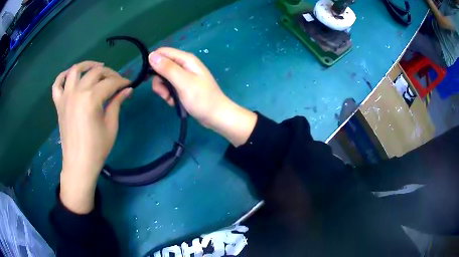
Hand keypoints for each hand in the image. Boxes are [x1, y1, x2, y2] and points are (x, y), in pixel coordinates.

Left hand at [52, 61, 131, 212]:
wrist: (78, 164)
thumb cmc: (97, 149)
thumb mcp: (111, 126)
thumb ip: (117, 104)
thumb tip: (127, 90)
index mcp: (91, 99)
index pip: (110, 83)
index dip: (122, 82)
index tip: (129, 84)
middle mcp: (77, 92)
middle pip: (95, 73)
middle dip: (109, 73)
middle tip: (117, 80)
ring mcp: (65, 97)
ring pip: (75, 71)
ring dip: (87, 65)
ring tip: (97, 66)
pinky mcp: (59, 104)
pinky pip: (57, 84)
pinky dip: (63, 75)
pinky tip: (70, 74)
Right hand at [149, 47, 256, 145]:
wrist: (216, 116)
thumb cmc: (202, 99)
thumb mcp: (183, 82)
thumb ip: (167, 68)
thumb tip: (151, 55)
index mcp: (186, 59)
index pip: (163, 52)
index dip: (153, 62)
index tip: (149, 77)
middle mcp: (184, 65)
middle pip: (161, 66)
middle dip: (159, 81)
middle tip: (165, 93)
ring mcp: (183, 76)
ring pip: (164, 79)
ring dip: (164, 91)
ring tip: (171, 99)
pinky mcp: (183, 86)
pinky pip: (169, 88)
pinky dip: (169, 96)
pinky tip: (175, 103)